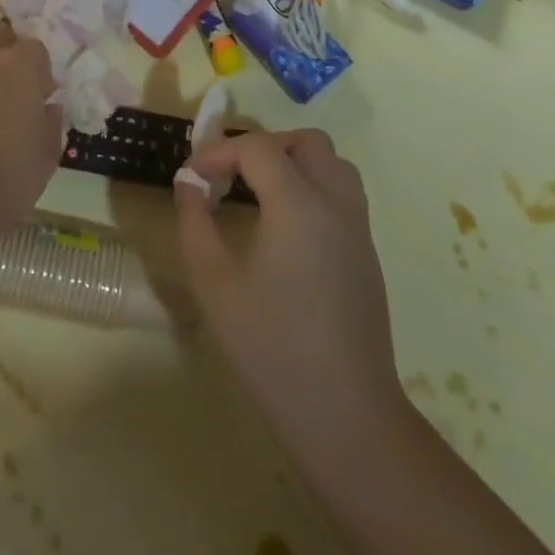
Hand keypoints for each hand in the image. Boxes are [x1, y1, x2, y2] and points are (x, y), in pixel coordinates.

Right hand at [175, 130, 401, 454]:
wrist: (344, 413)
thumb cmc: (270, 346)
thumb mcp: (214, 283)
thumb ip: (195, 221)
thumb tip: (188, 181)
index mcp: (298, 204)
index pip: (257, 147)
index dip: (218, 152)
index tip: (192, 178)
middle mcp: (335, 202)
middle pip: (304, 142)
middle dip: (261, 147)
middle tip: (229, 176)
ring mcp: (358, 226)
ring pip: (330, 162)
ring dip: (292, 161)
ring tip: (257, 193)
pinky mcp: (367, 250)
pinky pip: (341, 191)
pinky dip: (311, 185)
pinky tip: (285, 225)